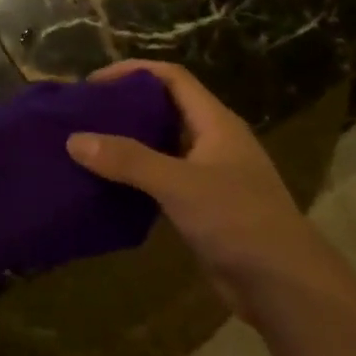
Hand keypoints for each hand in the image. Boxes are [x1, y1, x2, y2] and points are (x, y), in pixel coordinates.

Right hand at [65, 61, 335, 313]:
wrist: (281, 282)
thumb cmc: (237, 220)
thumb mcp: (180, 185)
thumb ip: (129, 160)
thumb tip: (74, 139)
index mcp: (216, 122)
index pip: (172, 78)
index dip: (133, 72)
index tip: (92, 83)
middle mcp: (213, 141)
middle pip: (165, 109)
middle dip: (125, 108)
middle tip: (82, 117)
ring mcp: (209, 175)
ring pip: (162, 147)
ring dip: (128, 145)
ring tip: (86, 149)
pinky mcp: (202, 207)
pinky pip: (162, 181)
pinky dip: (135, 179)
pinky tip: (106, 188)